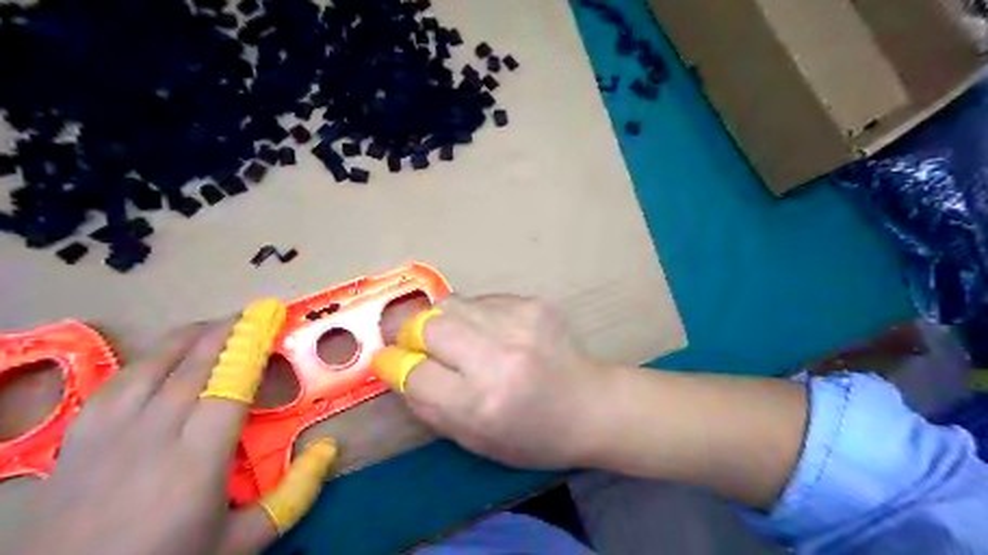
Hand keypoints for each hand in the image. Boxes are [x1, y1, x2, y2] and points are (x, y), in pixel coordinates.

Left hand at [5, 302, 339, 554]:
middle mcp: (154, 434)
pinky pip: (119, 381)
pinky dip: (149, 359)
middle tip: (251, 314)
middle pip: (194, 365)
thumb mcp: (241, 542)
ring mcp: (111, 432)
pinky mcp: (81, 437)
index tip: (270, 318)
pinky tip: (163, 357)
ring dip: (188, 338)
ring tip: (213, 326)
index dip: (251, 347)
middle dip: (226, 332)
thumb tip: (329, 448)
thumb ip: (292, 495)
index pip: (230, 385)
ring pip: (153, 364)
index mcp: (197, 458)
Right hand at [375, 294, 615, 468]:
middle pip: (426, 325)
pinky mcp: (532, 303)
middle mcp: (498, 358)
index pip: (415, 372)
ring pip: (450, 304)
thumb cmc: (533, 435)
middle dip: (411, 334)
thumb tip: (395, 369)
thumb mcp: (474, 440)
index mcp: (482, 403)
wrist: (592, 404)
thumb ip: (428, 406)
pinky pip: (481, 300)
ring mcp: (518, 323)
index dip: (393, 365)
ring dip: (441, 321)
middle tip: (415, 344)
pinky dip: (474, 316)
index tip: (388, 361)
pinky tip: (493, 333)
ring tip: (456, 339)